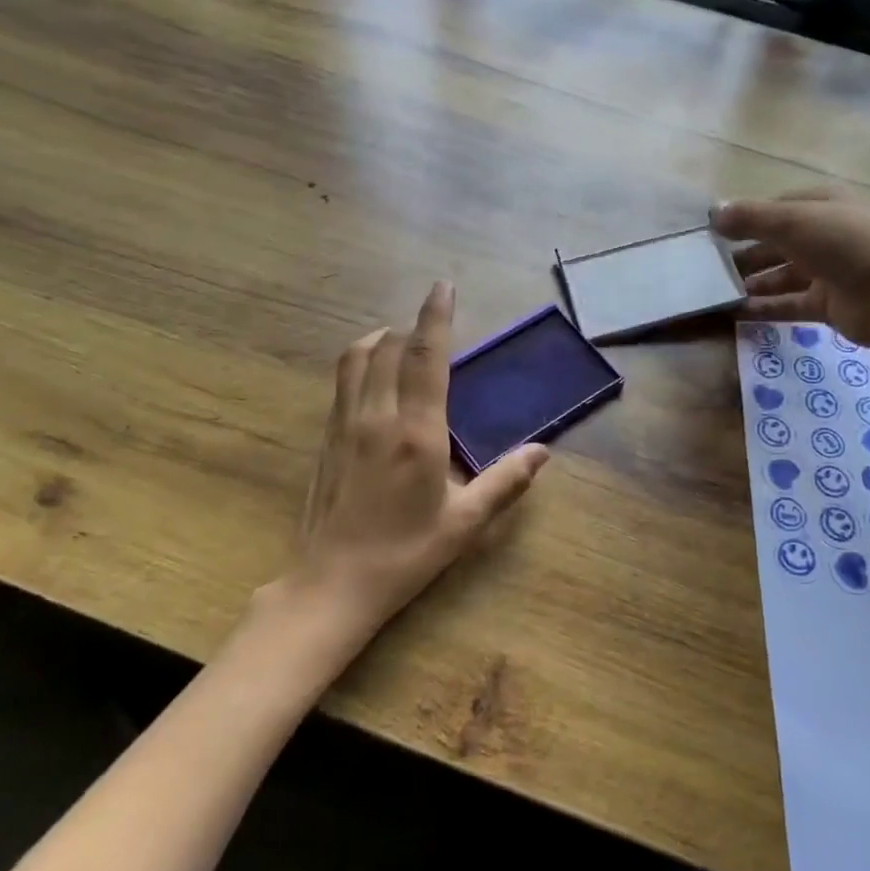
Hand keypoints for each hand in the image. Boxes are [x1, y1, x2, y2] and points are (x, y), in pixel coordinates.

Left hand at [268, 281, 549, 653]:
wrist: (331, 584)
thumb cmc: (405, 555)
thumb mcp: (465, 523)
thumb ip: (505, 482)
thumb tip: (543, 451)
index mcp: (415, 433)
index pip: (425, 358)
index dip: (435, 317)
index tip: (443, 287)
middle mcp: (376, 417)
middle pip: (387, 348)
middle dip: (410, 328)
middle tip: (432, 328)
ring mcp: (343, 426)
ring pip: (355, 359)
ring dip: (379, 340)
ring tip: (399, 343)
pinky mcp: (326, 439)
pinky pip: (342, 383)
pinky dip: (360, 364)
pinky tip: (373, 382)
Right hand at [711, 188, 869, 360]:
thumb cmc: (847, 244)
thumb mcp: (794, 221)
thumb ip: (751, 218)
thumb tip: (713, 212)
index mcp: (823, 205)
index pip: (777, 208)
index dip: (746, 218)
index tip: (713, 234)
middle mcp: (826, 235)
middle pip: (777, 243)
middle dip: (745, 254)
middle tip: (708, 268)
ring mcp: (829, 271)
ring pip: (781, 275)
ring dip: (751, 283)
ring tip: (717, 292)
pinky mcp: (828, 305)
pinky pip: (788, 304)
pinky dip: (763, 308)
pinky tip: (734, 313)